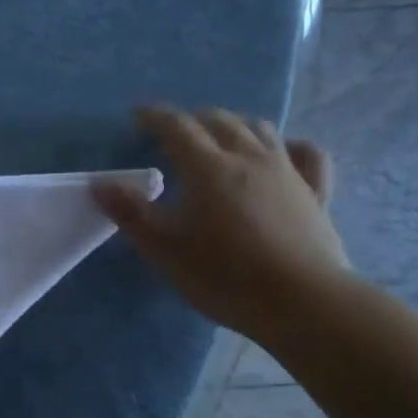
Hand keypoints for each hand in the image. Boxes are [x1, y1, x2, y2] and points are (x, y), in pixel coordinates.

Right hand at [96, 105, 350, 340]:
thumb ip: (130, 213)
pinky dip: (291, 145)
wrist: (302, 302)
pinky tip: (285, 151)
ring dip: (235, 125)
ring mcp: (288, 172)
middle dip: (193, 119)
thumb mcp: (164, 249)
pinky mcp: (316, 193)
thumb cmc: (224, 276)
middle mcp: (249, 157)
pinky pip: (308, 155)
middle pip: (219, 121)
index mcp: (208, 167)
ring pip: (261, 130)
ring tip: (220, 137)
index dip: (154, 116)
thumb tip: (101, 183)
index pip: (176, 126)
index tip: (137, 115)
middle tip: (175, 132)